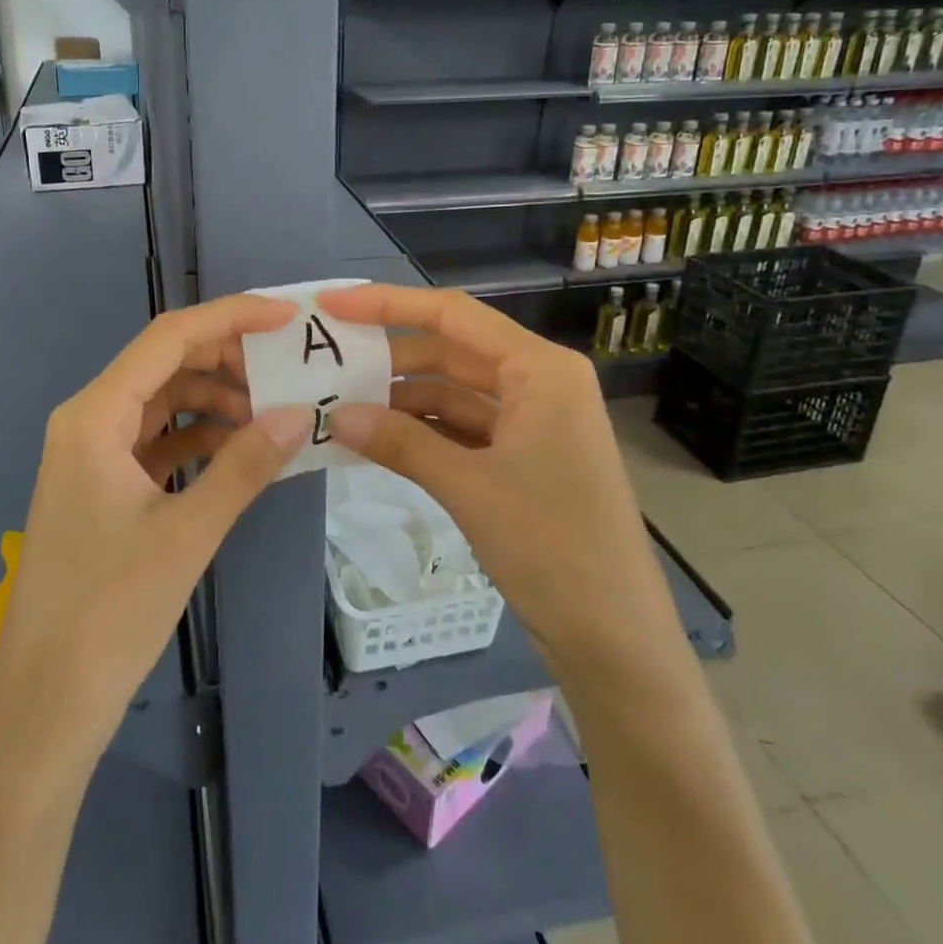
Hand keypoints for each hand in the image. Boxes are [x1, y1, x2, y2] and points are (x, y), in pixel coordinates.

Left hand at [0, 294, 313, 754]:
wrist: (48, 701)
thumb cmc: (110, 611)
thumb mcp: (188, 532)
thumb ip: (245, 465)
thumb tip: (300, 413)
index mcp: (95, 415)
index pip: (169, 338)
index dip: (231, 318)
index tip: (288, 317)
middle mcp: (88, 420)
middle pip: (166, 364)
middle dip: (229, 359)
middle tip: (290, 370)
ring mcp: (93, 453)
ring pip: (164, 401)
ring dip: (217, 400)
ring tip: (274, 413)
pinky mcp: (103, 485)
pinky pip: (158, 439)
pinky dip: (200, 437)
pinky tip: (242, 449)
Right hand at [320, 285, 685, 675]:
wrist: (614, 638)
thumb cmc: (554, 548)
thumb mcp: (469, 487)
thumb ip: (401, 442)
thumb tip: (335, 415)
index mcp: (540, 370)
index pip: (453, 315)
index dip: (388, 304)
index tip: (332, 304)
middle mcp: (538, 383)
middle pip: (451, 351)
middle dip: (390, 358)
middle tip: (328, 364)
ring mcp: (532, 422)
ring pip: (453, 392)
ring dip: (402, 399)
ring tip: (341, 407)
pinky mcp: (523, 458)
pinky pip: (462, 428)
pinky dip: (422, 432)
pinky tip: (377, 440)